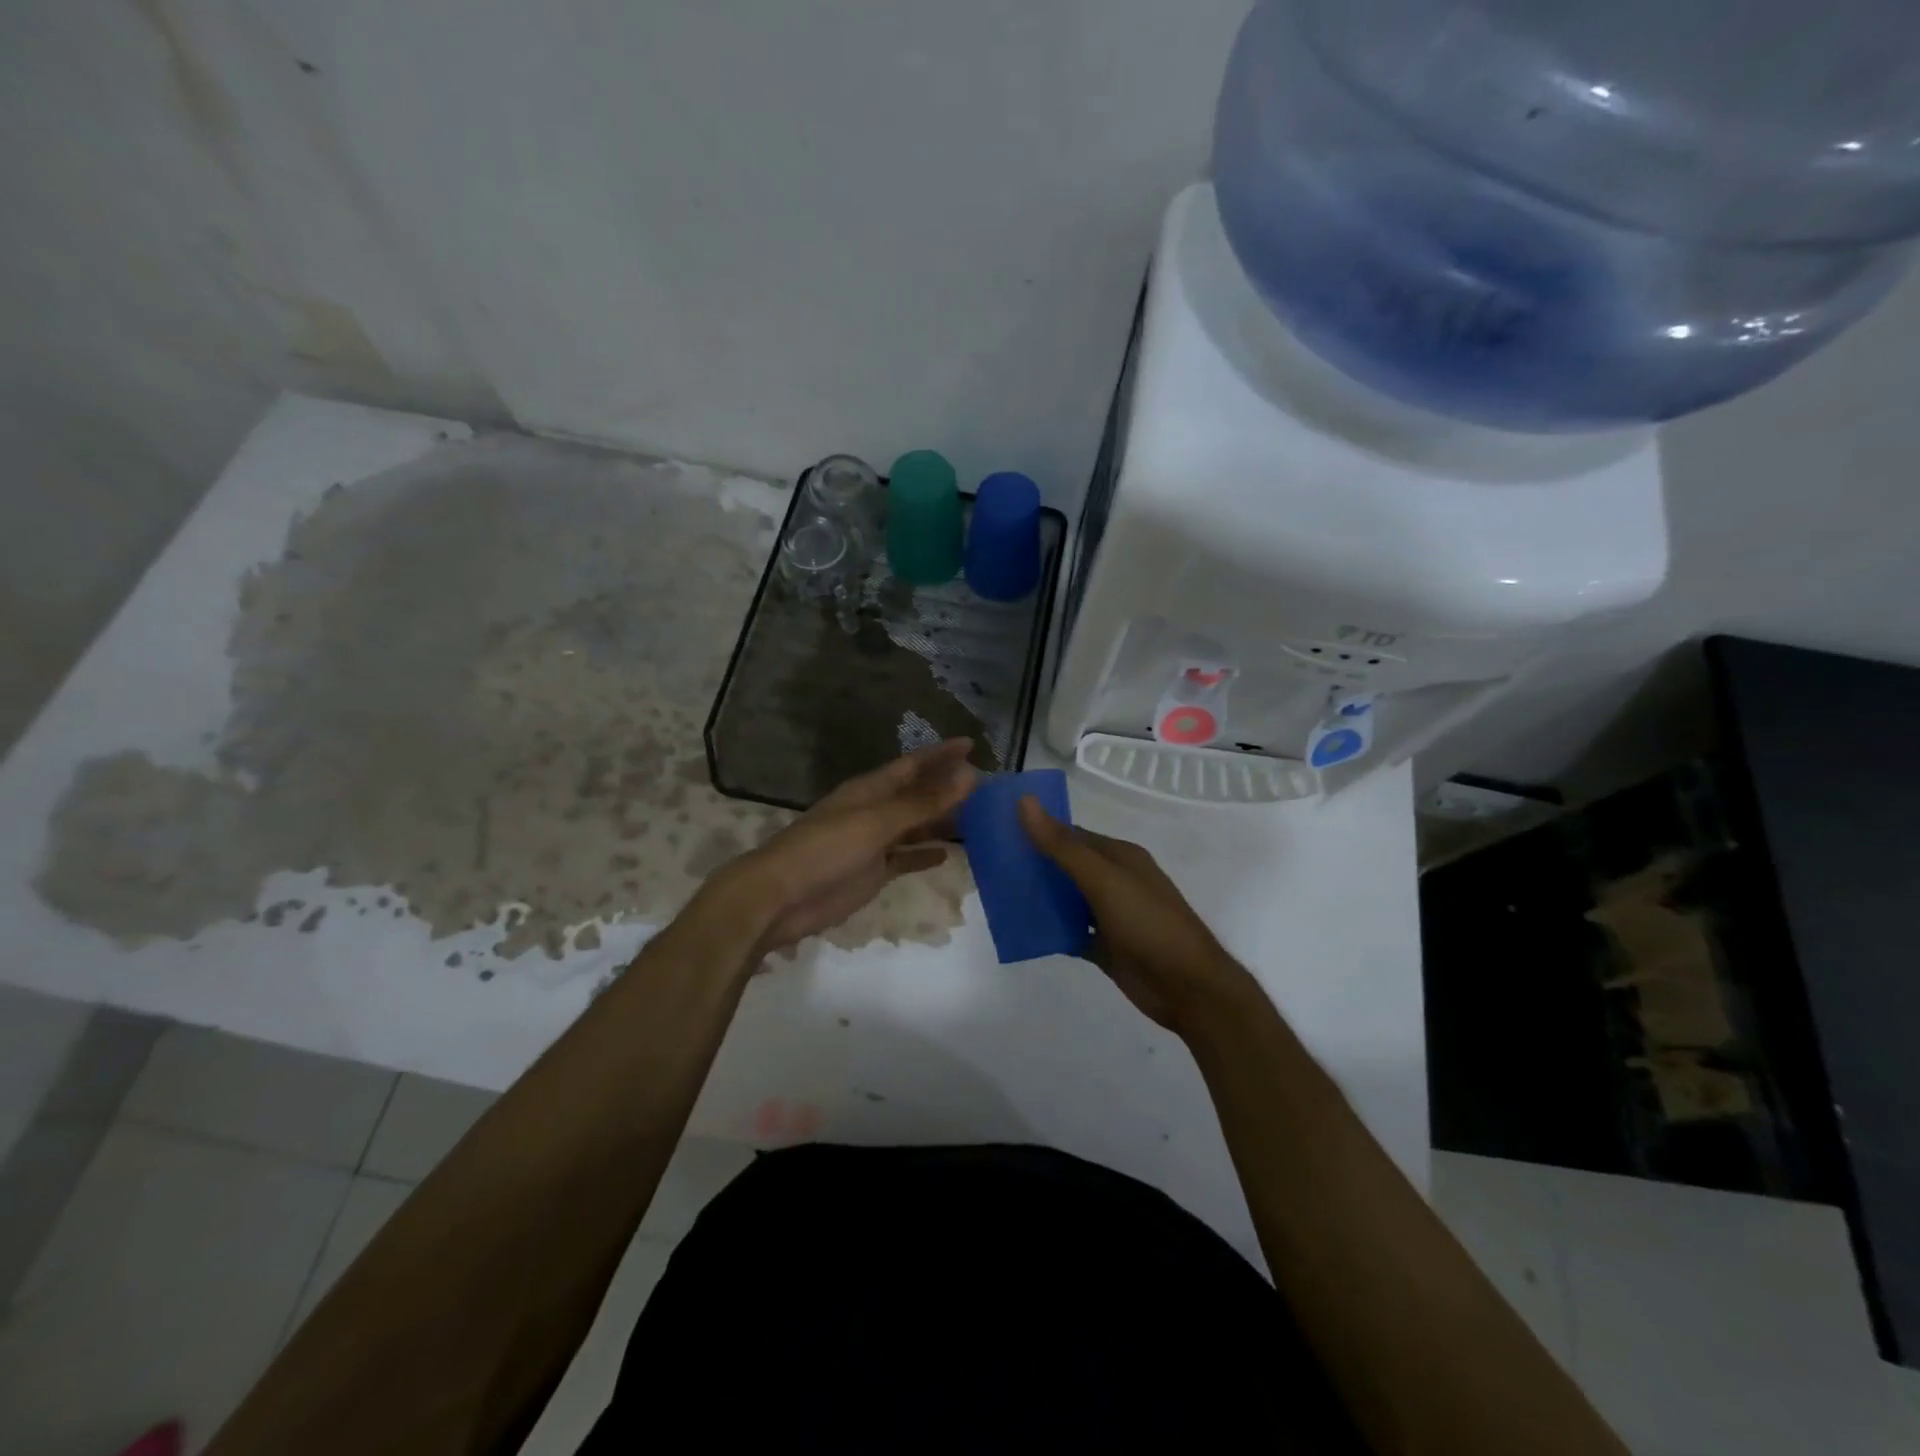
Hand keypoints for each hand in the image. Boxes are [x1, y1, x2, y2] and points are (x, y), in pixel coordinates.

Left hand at [714, 739, 978, 956]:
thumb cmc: (826, 849)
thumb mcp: (877, 822)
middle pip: (917, 795)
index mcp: (870, 790)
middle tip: (987, 785)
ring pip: (915, 826)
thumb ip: (923, 803)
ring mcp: (873, 843)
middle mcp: (874, 811)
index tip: (972, 744)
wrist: (780, 897)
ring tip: (978, 818)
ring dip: (942, 821)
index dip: (941, 754)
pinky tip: (950, 854)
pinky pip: (906, 858)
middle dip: (947, 788)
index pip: (913, 765)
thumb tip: (969, 774)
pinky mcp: (872, 872)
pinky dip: (925, 854)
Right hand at [1017, 797, 1254, 1033]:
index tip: (999, 831)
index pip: (1071, 835)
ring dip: (1040, 897)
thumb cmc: (1148, 924)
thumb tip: (1025, 802)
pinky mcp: (1106, 946)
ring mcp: (1111, 915)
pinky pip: (1071, 932)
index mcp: (1119, 857)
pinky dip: (1051, 930)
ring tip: (998, 895)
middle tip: (990, 865)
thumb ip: (1063, 845)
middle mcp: (1115, 881)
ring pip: (1067, 900)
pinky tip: (1023, 929)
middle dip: (1034, 865)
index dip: (1038, 830)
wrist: (1188, 988)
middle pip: (1066, 866)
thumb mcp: (1103, 880)